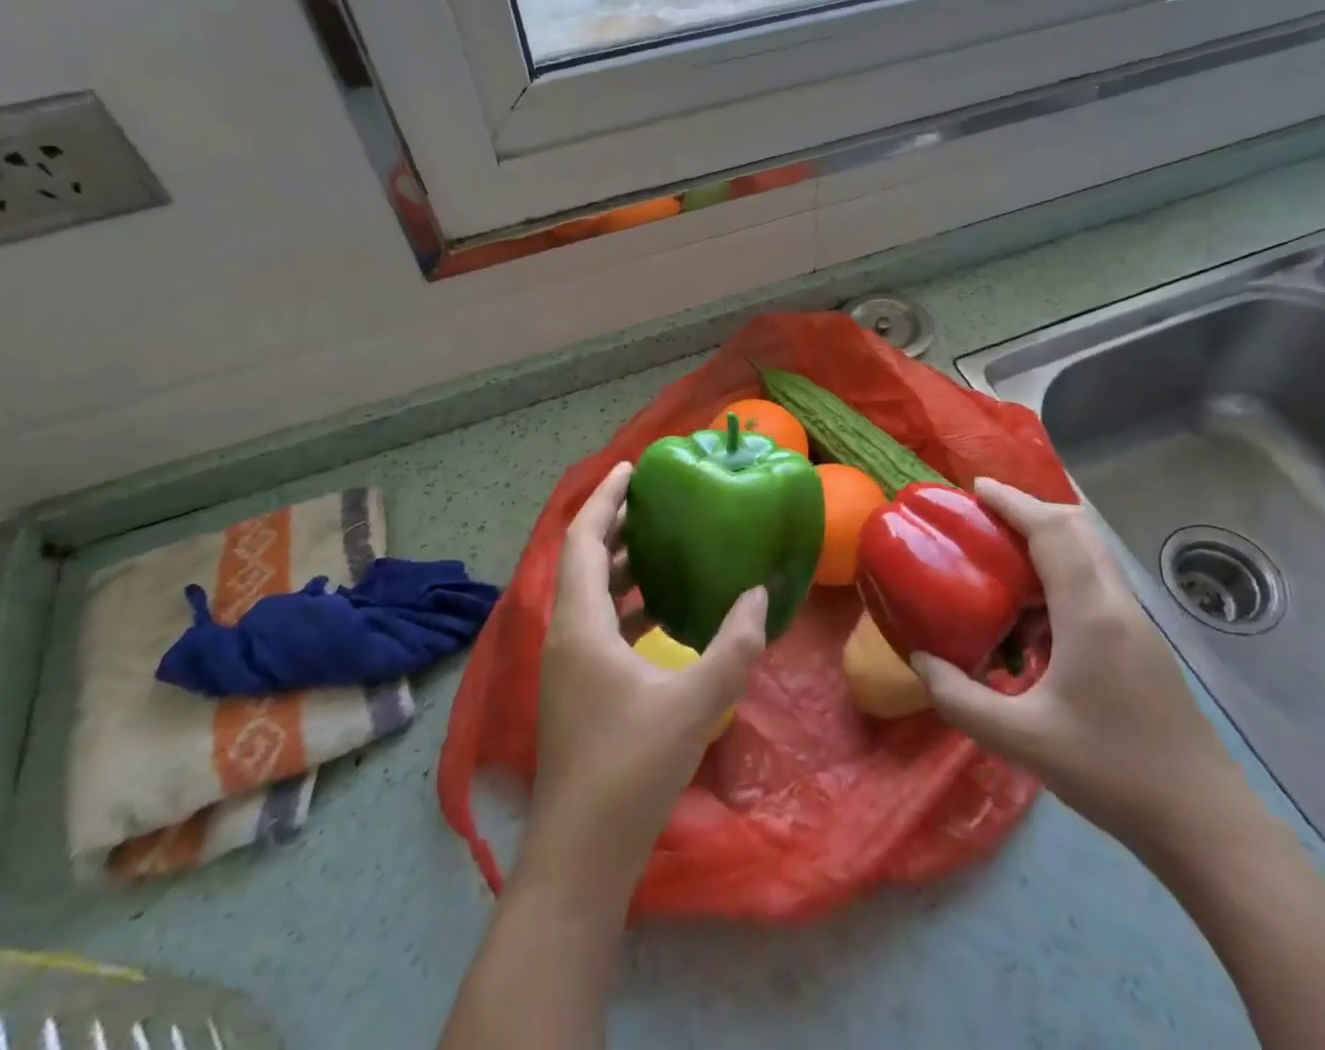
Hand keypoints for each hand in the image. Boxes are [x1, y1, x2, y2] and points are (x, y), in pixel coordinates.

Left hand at [518, 460, 767, 909]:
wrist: (581, 856)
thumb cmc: (631, 768)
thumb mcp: (696, 702)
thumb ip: (735, 645)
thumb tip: (759, 594)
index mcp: (580, 625)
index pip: (584, 540)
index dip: (605, 499)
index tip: (631, 468)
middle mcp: (565, 636)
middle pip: (583, 561)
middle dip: (614, 525)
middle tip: (654, 499)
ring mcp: (567, 666)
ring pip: (589, 595)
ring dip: (619, 565)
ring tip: (660, 544)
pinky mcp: (577, 691)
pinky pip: (599, 626)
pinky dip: (625, 605)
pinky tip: (660, 612)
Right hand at [910, 478, 1246, 856]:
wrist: (1203, 823)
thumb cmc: (1110, 773)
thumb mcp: (1021, 740)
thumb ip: (960, 698)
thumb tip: (920, 659)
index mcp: (1089, 612)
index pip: (1052, 531)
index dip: (1013, 501)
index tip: (975, 489)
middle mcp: (1116, 603)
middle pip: (1078, 528)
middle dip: (1031, 509)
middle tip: (985, 518)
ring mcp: (1135, 622)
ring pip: (1091, 553)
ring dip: (1049, 539)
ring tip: (1003, 557)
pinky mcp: (1141, 643)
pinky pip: (1096, 583)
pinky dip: (1062, 572)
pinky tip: (1034, 615)